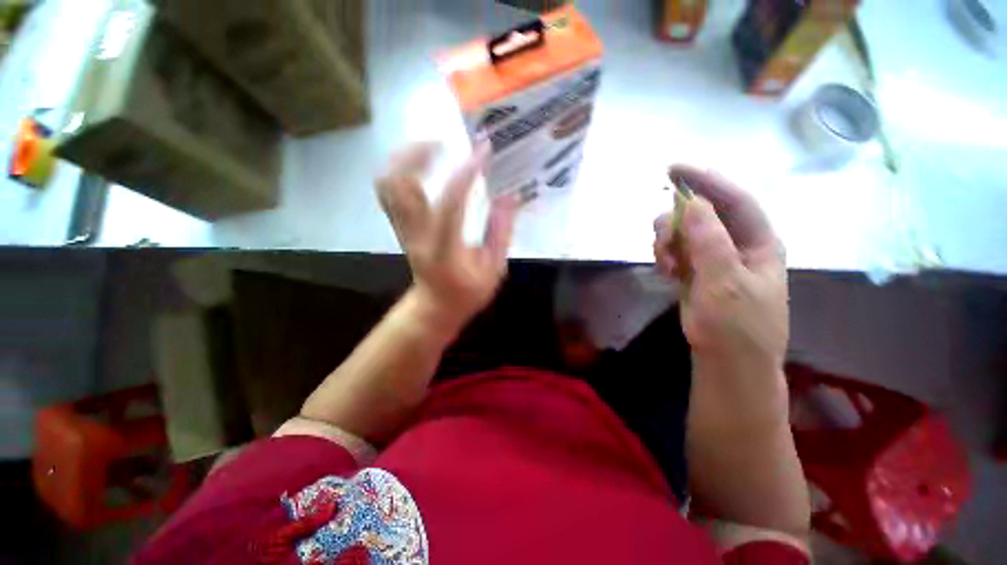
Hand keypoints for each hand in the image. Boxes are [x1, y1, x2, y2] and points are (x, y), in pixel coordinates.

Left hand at [377, 142, 517, 334]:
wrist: (435, 306)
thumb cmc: (467, 293)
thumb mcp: (493, 270)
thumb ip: (501, 232)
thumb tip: (510, 196)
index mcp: (443, 251)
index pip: (449, 206)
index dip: (465, 175)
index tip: (483, 151)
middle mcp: (416, 236)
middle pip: (400, 186)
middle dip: (419, 155)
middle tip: (447, 143)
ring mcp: (402, 230)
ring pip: (388, 184)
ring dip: (406, 158)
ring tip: (433, 147)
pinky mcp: (399, 226)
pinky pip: (390, 191)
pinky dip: (401, 169)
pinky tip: (422, 164)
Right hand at [654, 165, 788, 423]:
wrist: (727, 362)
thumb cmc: (736, 326)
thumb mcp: (725, 282)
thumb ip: (710, 241)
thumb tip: (692, 202)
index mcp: (757, 242)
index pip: (733, 199)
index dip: (705, 180)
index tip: (672, 169)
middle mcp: (736, 245)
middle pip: (703, 214)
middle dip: (677, 221)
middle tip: (661, 237)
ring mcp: (715, 259)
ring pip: (685, 233)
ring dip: (668, 241)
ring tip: (664, 263)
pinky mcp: (696, 272)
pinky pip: (677, 251)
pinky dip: (666, 256)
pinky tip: (664, 270)